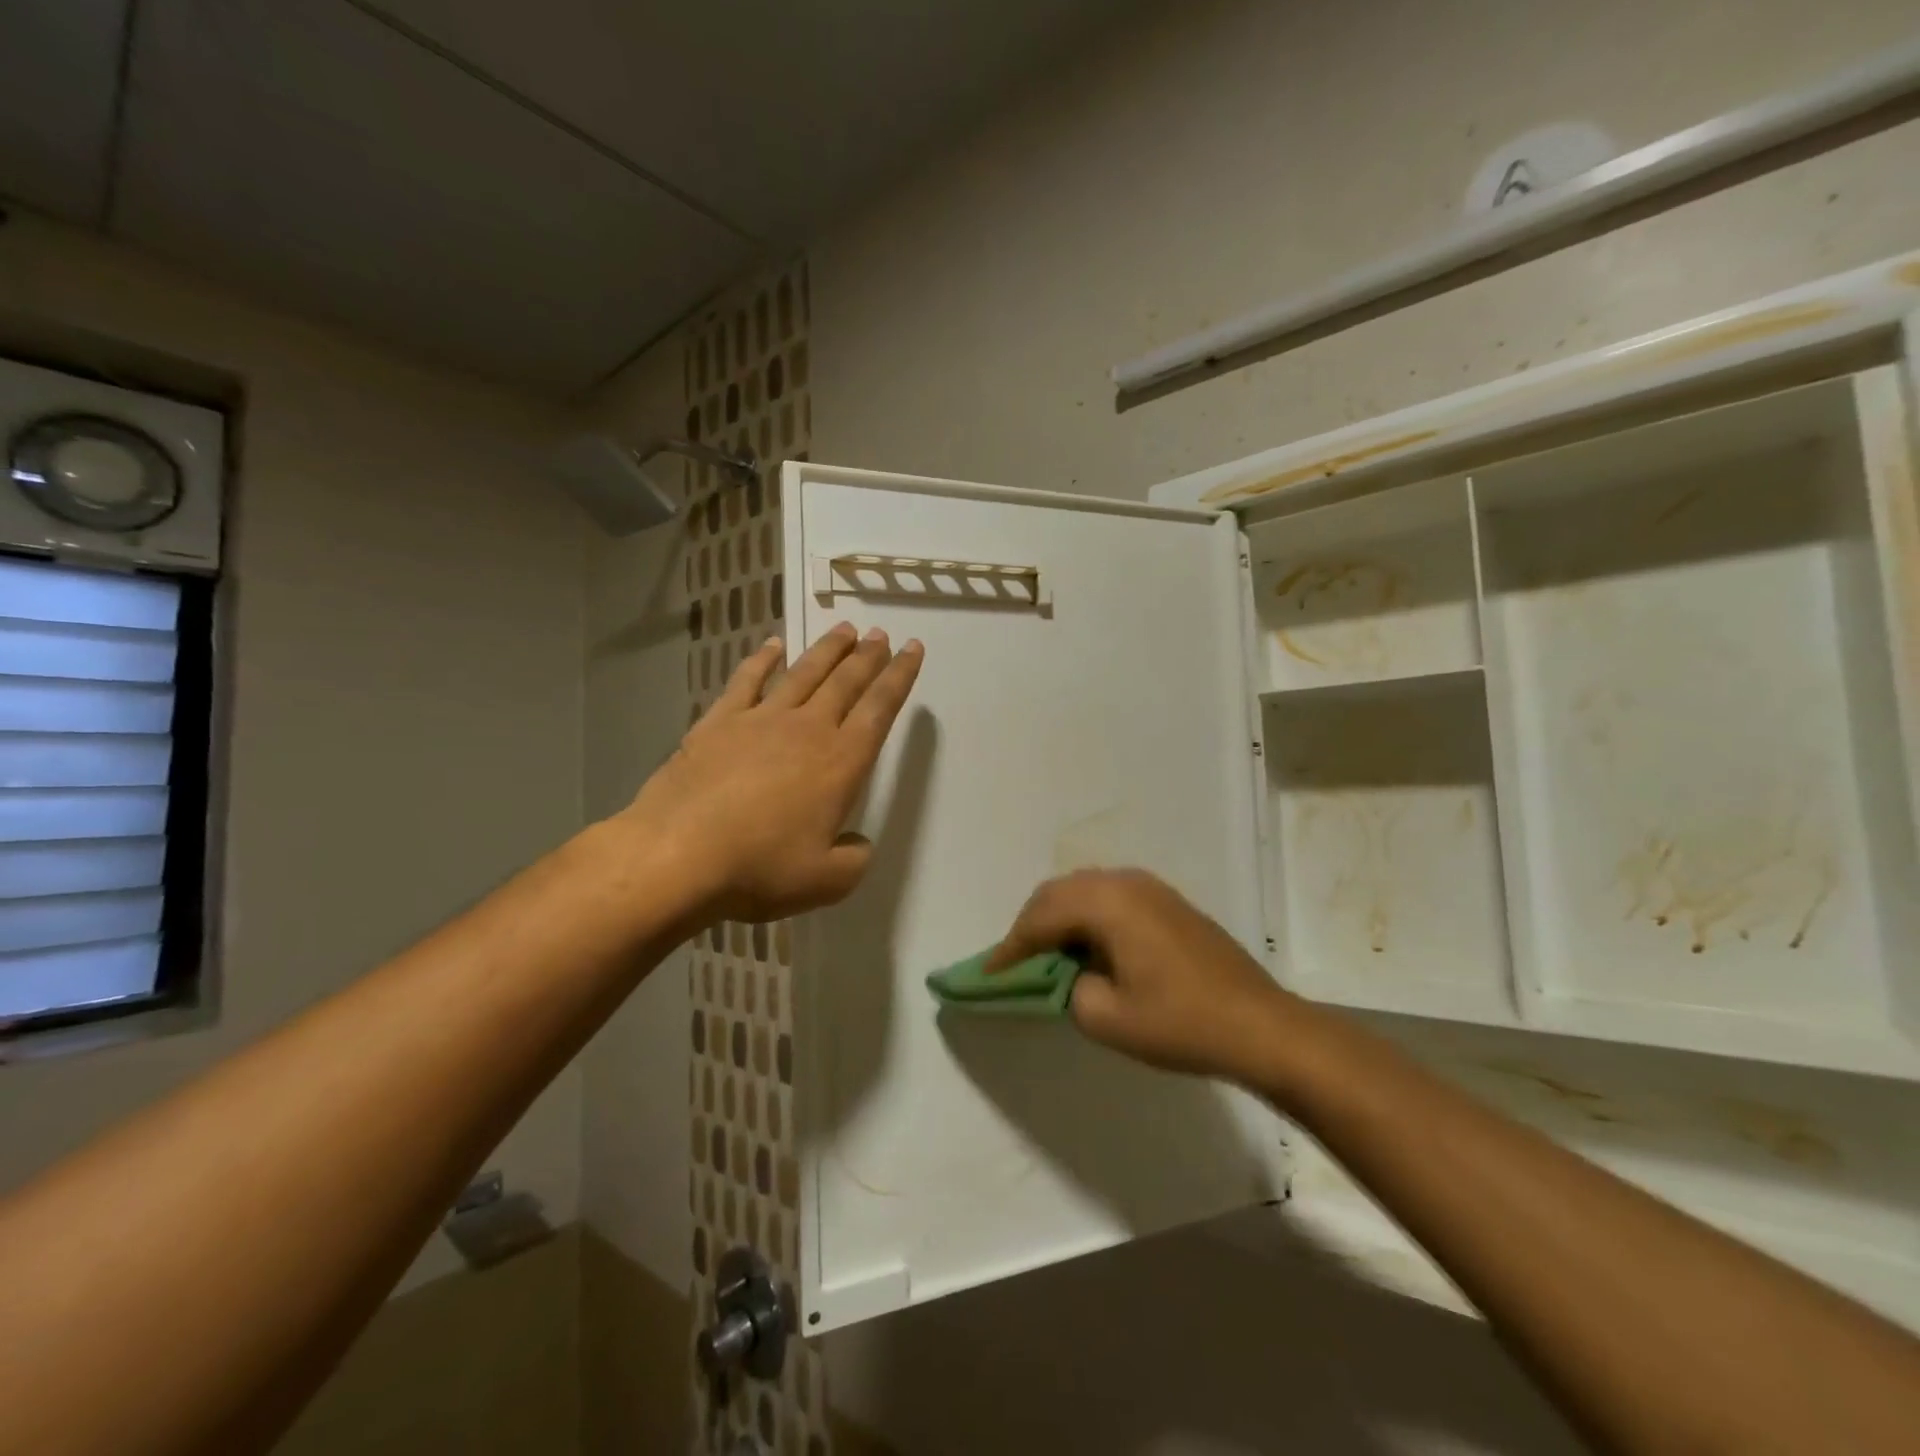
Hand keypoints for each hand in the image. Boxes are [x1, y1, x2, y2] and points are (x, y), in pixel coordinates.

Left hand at [622, 622, 922, 922]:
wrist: (677, 855)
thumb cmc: (759, 868)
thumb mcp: (826, 882)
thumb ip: (854, 859)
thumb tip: (857, 843)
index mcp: (840, 762)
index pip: (880, 709)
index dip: (899, 676)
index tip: (912, 648)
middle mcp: (807, 729)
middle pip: (845, 682)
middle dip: (868, 656)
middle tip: (881, 634)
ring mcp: (760, 720)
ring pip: (803, 673)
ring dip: (827, 649)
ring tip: (845, 630)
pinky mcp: (718, 722)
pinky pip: (746, 680)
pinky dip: (763, 659)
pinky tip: (773, 645)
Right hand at [988, 869, 1297, 1083]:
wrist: (1260, 1024)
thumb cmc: (1181, 1023)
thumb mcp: (1109, 1019)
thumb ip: (1070, 990)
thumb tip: (1072, 975)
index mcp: (1108, 902)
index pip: (1042, 917)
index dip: (1011, 946)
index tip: (989, 973)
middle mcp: (1126, 882)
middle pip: (1059, 892)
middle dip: (1031, 924)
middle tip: (1014, 962)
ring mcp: (1152, 888)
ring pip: (1085, 890)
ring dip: (1059, 917)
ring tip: (1046, 954)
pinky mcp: (1169, 902)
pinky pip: (1111, 897)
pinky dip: (1087, 917)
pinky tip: (1088, 947)